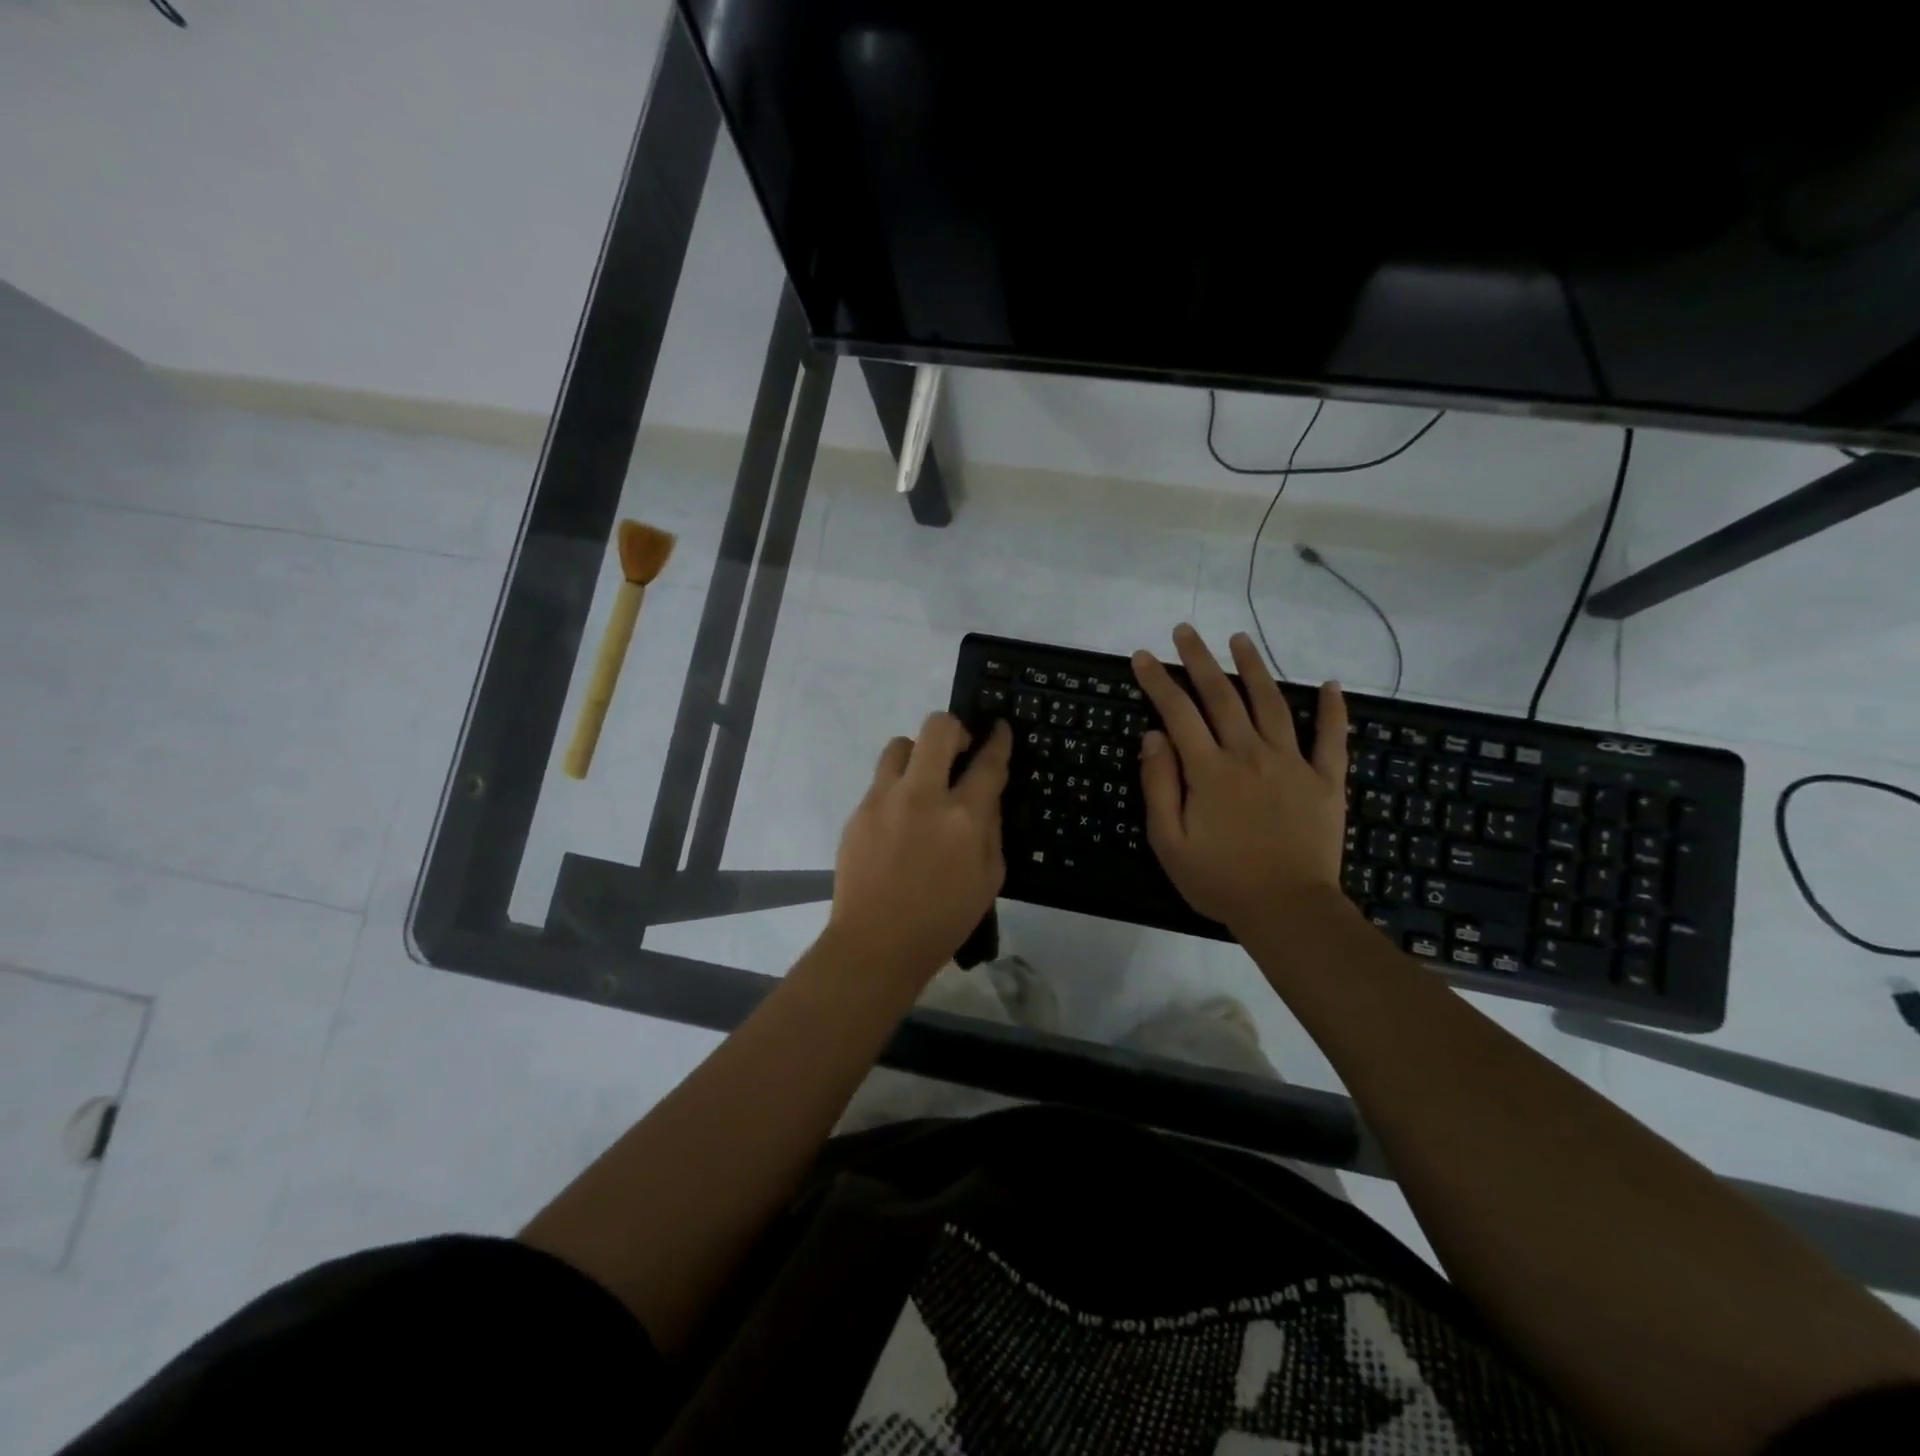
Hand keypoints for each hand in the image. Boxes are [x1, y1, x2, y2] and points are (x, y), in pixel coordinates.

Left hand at [827, 713, 1012, 984]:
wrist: (876, 943)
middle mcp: (922, 796)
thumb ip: (991, 829)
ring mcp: (884, 800)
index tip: (999, 728)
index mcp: (962, 817)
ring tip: (924, 780)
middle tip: (959, 750)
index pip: (987, 762)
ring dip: (919, 753)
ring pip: (901, 744)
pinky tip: (901, 817)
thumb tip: (985, 796)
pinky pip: (881, 780)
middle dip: (955, 729)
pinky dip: (897, 786)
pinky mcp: (858, 812)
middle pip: (937, 729)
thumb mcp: (988, 879)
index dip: (997, 740)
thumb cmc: (943, 919)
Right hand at [1132, 624, 1350, 932]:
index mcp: (1209, 770)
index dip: (1157, 682)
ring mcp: (1292, 764)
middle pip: (1222, 696)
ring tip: (1239, 639)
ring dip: (1254, 668)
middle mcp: (1249, 754)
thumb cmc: (1220, 880)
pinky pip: (1331, 739)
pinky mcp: (1325, 781)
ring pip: (1271, 704)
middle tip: (1185, 631)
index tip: (1143, 656)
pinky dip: (1333, 710)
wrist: (1288, 910)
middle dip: (1199, 660)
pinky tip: (1331, 684)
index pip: (1177, 713)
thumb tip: (1153, 736)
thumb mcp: (1169, 841)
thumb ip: (1159, 785)